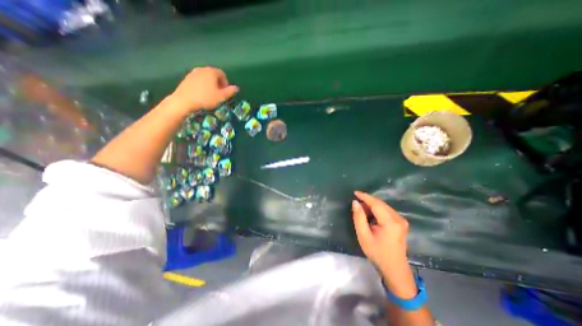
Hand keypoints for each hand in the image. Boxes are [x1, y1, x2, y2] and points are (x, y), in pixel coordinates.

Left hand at [171, 66, 238, 111]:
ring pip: (205, 78)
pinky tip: (201, 95)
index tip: (225, 92)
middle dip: (218, 84)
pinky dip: (202, 86)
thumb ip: (230, 91)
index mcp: (211, 72)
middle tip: (219, 94)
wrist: (184, 101)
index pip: (222, 74)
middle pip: (213, 75)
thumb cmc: (206, 98)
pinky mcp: (186, 78)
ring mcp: (193, 73)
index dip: (226, 83)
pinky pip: (198, 80)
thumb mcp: (221, 96)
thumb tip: (236, 88)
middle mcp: (202, 69)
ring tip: (210, 95)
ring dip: (210, 85)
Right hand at [352, 191, 415, 297]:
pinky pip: (386, 210)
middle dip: (367, 202)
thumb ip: (359, 217)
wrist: (394, 269)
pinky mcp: (401, 222)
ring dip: (372, 206)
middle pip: (380, 203)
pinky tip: (371, 216)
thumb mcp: (363, 236)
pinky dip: (377, 210)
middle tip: (356, 206)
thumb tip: (355, 202)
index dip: (365, 196)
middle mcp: (398, 218)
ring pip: (383, 206)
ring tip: (362, 213)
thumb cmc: (377, 253)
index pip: (376, 204)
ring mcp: (401, 220)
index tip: (355, 192)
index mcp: (390, 222)